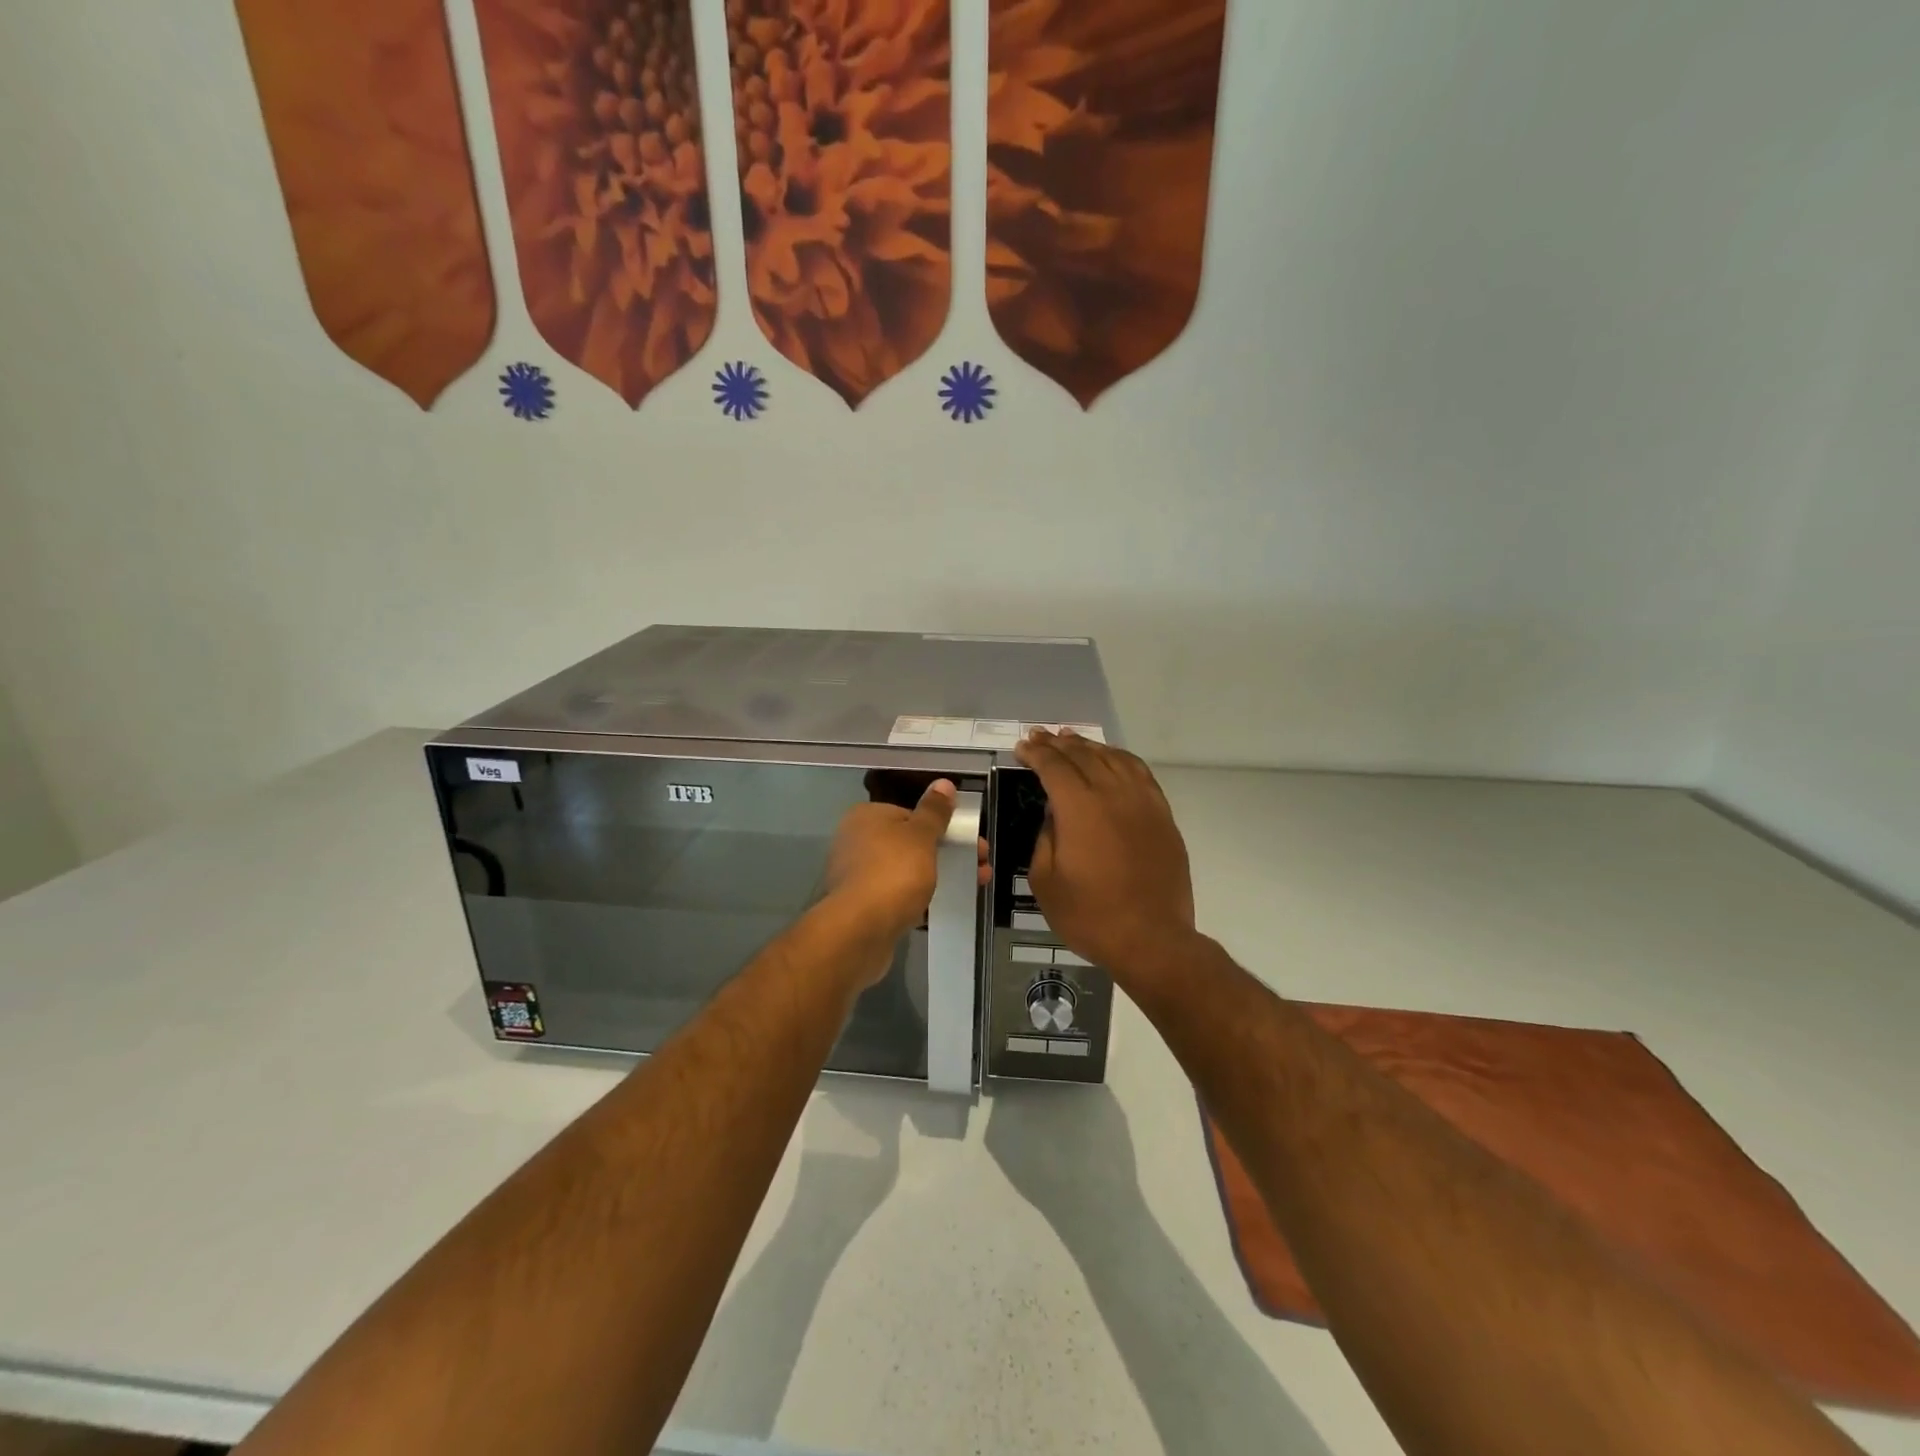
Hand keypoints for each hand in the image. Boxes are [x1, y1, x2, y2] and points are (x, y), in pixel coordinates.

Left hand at [824, 780, 988, 985]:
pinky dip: (918, 899)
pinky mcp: (861, 907)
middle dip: (947, 854)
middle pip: (910, 843)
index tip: (969, 841)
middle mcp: (856, 842)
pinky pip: (896, 897)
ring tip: (972, 886)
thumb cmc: (893, 873)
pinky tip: (940, 907)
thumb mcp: (921, 836)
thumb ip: (934, 811)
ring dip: (938, 877)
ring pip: (906, 871)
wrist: (859, 931)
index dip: (942, 827)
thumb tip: (944, 784)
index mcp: (867, 817)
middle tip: (981, 867)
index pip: (909, 814)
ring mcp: (856, 876)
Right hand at [1013, 730, 1196, 987]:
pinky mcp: (1162, 815)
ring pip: (1113, 758)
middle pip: (1083, 756)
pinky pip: (1140, 773)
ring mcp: (1143, 802)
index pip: (1054, 766)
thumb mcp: (1045, 881)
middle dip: (1057, 743)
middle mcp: (1113, 794)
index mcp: (1080, 808)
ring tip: (1071, 739)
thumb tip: (1054, 814)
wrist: (1152, 939)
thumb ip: (1044, 837)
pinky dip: (1120, 759)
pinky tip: (1111, 759)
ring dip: (1089, 746)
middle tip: (1039, 735)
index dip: (1035, 753)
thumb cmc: (1090, 915)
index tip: (1021, 747)